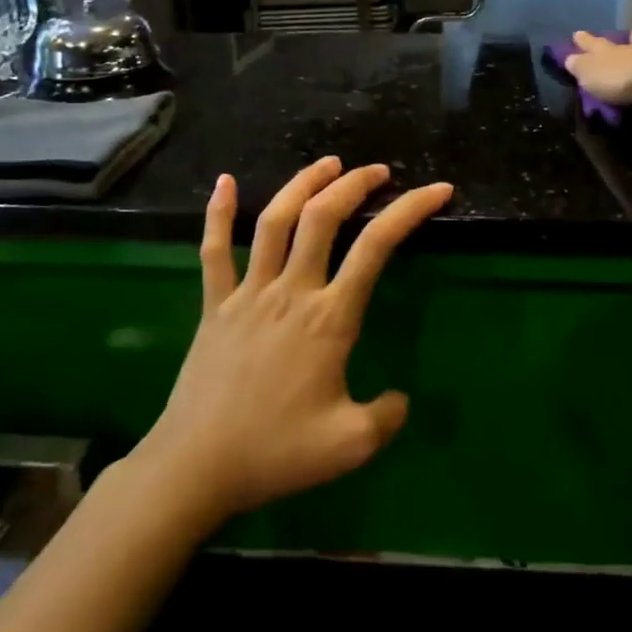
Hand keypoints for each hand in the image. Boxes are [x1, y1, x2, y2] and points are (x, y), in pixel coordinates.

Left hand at [136, 158, 451, 527]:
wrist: (195, 467)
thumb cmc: (275, 453)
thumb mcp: (349, 446)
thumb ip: (386, 418)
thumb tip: (401, 399)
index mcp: (329, 318)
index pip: (376, 247)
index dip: (409, 209)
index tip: (436, 190)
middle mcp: (291, 291)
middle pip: (322, 217)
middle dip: (354, 184)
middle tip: (377, 171)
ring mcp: (248, 292)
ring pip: (274, 220)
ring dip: (302, 184)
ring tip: (328, 163)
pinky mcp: (214, 304)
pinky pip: (213, 250)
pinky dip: (218, 213)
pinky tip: (225, 181)